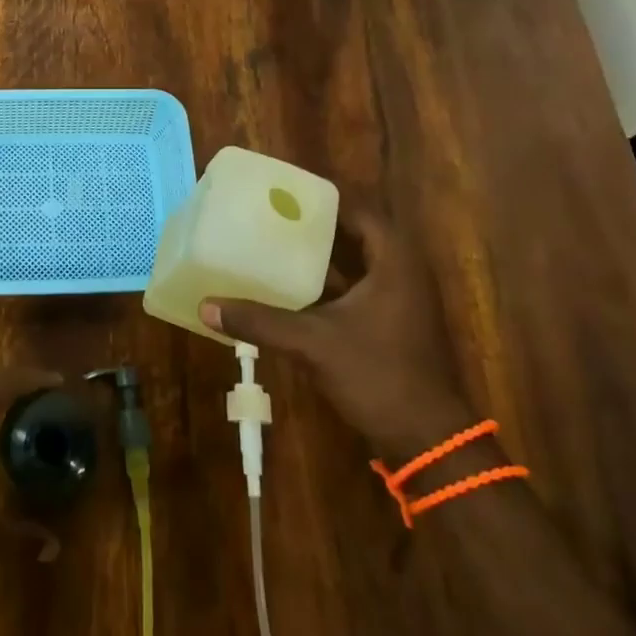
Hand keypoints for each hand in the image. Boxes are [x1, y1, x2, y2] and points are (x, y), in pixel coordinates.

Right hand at [202, 208, 471, 459]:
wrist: (429, 442)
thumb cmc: (379, 376)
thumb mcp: (313, 343)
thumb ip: (261, 322)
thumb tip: (206, 307)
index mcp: (395, 263)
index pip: (360, 211)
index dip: (323, 200)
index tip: (285, 193)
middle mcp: (402, 274)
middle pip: (355, 235)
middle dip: (315, 226)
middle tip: (271, 216)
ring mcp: (399, 303)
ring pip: (354, 266)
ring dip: (319, 257)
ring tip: (273, 244)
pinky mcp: (391, 327)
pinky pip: (355, 291)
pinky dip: (326, 286)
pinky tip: (289, 290)